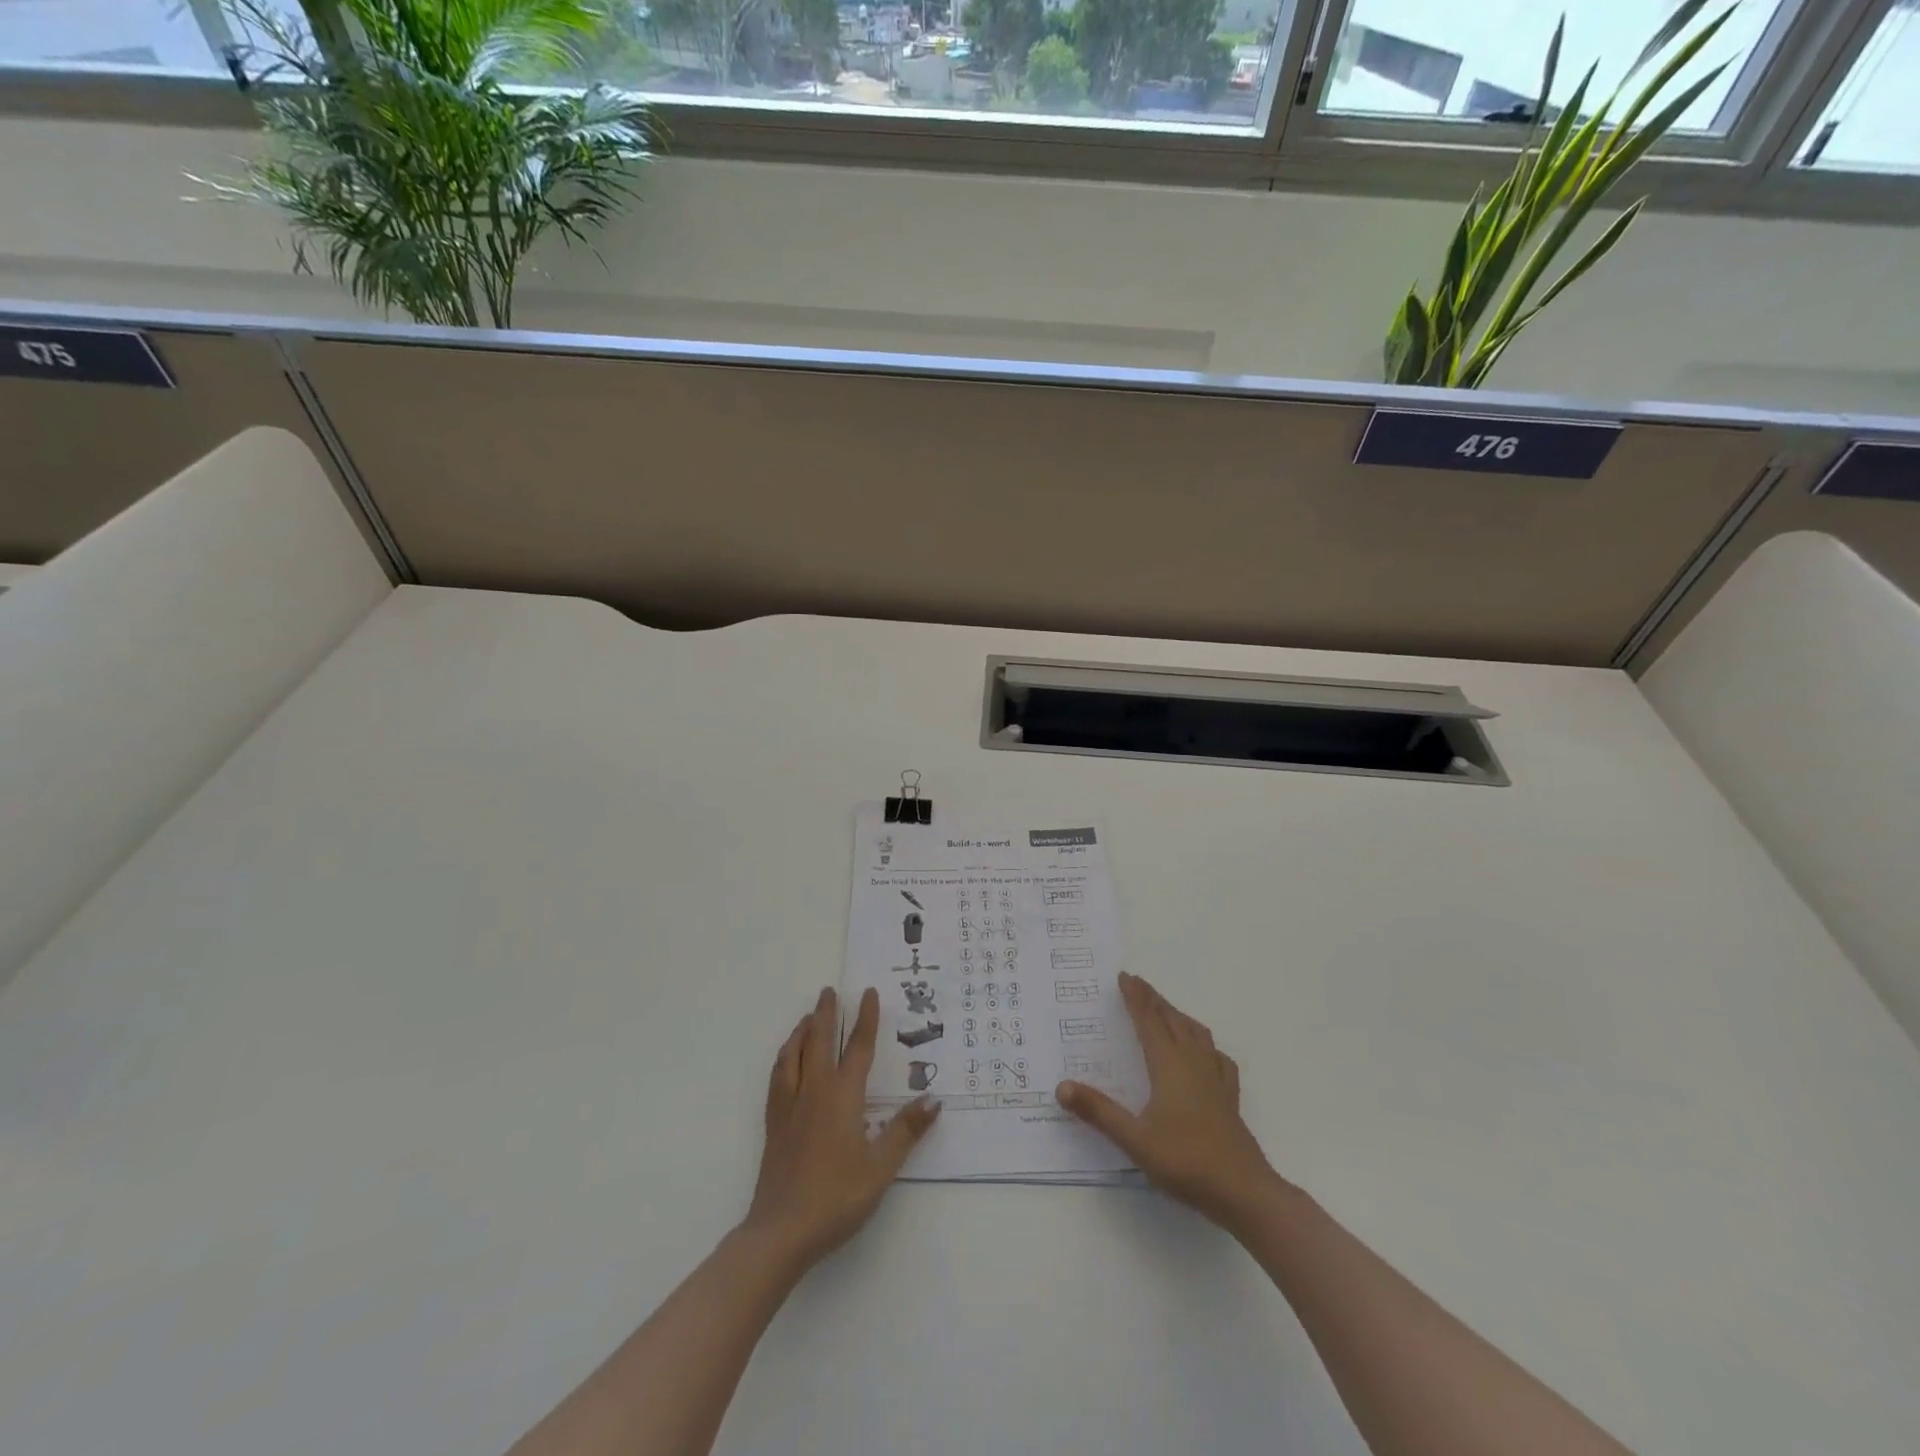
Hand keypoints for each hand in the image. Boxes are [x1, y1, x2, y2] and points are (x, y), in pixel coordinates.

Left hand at [744, 986, 939, 1268]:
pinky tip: (786, 1060)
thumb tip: (933, 1099)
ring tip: (808, 1017)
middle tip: (829, 990)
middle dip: (826, 1013)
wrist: (782, 1230)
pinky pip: (778, 1076)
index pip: (858, 1048)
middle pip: (820, 1041)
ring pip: (793, 1055)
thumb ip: (906, 1131)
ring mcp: (790, 1106)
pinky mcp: (774, 1123)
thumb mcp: (881, 1168)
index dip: (865, 1019)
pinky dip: (784, 1057)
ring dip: (802, 1031)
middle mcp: (814, 1092)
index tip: (868, 993)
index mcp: (843, 1097)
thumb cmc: (837, 1197)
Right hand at [1057, 972, 1280, 1230]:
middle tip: (1138, 984)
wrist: (1244, 1192)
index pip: (1148, 1020)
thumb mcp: (1135, 1139)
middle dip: (1154, 1000)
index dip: (1135, 997)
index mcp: (1169, 1064)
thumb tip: (1061, 1087)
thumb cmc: (1186, 1161)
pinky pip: (1216, 1056)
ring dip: (1177, 1015)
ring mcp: (1215, 1078)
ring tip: (1166, 1010)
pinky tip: (1205, 1053)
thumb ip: (1099, 1112)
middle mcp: (1193, 1062)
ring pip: (1196, 1033)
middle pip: (1172, 1020)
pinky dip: (1205, 1044)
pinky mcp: (1229, 1097)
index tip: (1124, 976)